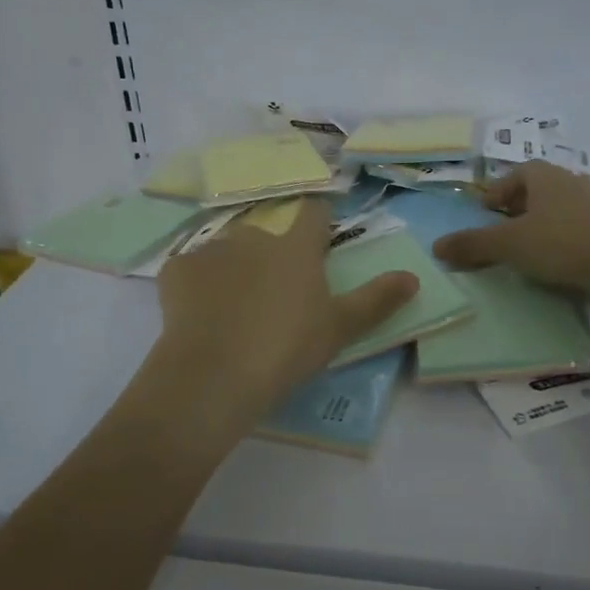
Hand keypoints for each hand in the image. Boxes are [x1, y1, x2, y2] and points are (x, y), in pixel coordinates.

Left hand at [150, 199, 418, 426]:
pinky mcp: (176, 271)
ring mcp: (211, 251)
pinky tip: (201, 317)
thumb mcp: (339, 329)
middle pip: (267, 236)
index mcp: (296, 248)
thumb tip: (413, 276)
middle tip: (274, 300)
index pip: (314, 213)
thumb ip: (377, 300)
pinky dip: (198, 287)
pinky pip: (192, 272)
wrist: (214, 375)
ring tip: (234, 313)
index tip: (319, 238)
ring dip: (234, 271)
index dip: (319, 221)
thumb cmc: (286, 349)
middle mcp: (253, 237)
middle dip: (271, 258)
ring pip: (228, 254)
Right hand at [432, 161, 589, 295]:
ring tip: (533, 245)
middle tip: (506, 226)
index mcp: (545, 177)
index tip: (487, 210)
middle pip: (542, 187)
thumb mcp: (508, 244)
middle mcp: (572, 183)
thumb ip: (473, 244)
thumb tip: (436, 246)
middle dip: (522, 205)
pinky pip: (582, 227)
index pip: (519, 172)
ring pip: (563, 207)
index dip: (500, 189)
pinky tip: (562, 259)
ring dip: (546, 221)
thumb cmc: (560, 242)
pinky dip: (567, 237)